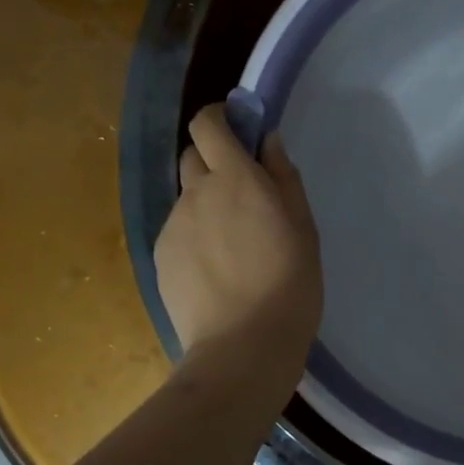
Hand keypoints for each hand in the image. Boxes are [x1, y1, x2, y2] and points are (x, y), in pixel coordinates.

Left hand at [155, 105, 322, 368]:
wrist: (243, 345)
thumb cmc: (288, 285)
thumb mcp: (303, 229)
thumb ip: (284, 178)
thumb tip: (268, 141)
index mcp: (235, 178)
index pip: (208, 124)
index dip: (219, 119)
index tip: (238, 132)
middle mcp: (196, 193)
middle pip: (192, 156)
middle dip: (213, 161)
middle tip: (243, 196)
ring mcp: (173, 225)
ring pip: (187, 199)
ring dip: (206, 205)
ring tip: (232, 247)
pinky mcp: (160, 256)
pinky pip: (178, 232)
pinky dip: (195, 237)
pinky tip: (216, 271)